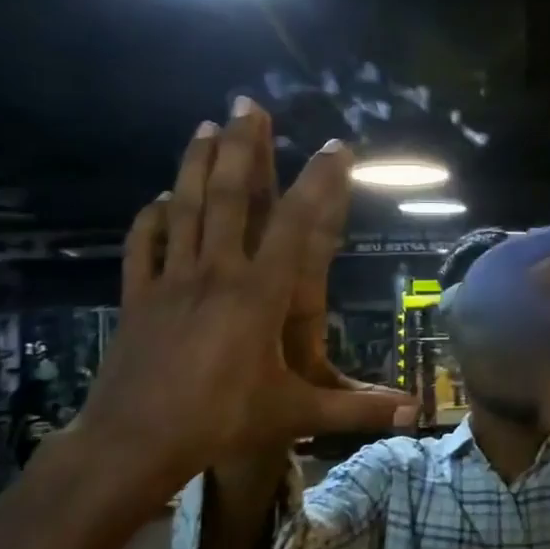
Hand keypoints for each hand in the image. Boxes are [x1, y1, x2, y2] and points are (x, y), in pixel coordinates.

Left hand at [80, 98, 410, 484]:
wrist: (134, 444)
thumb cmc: (221, 423)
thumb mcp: (297, 415)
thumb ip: (357, 410)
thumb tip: (415, 414)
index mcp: (258, 295)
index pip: (296, 225)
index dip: (318, 182)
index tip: (334, 147)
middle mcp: (215, 274)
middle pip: (228, 197)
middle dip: (241, 147)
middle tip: (248, 104)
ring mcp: (171, 281)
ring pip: (184, 209)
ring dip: (194, 163)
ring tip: (205, 125)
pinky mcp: (138, 297)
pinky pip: (143, 246)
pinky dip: (151, 218)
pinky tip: (158, 199)